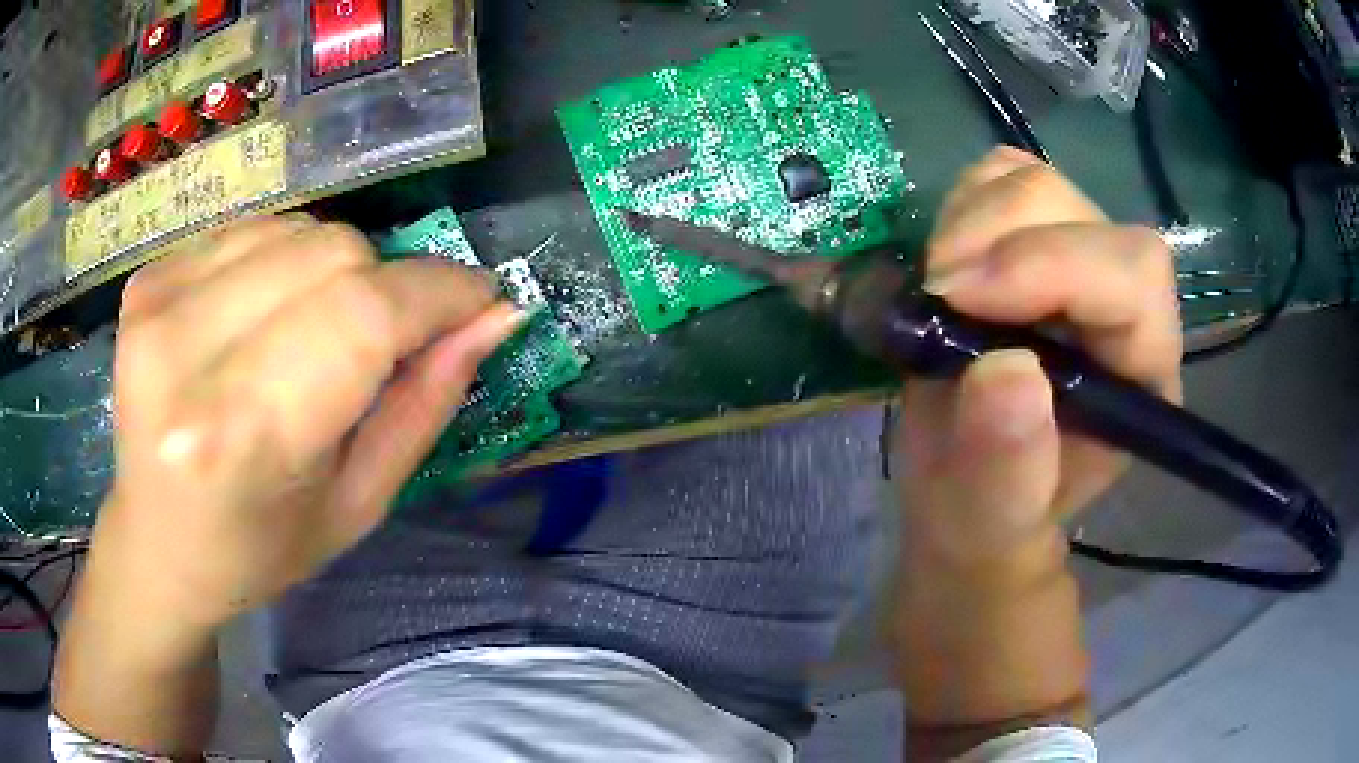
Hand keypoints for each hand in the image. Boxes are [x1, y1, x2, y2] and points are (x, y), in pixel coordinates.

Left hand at [92, 215, 523, 629]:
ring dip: (331, 270)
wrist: (157, 543)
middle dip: (385, 285)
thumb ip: (425, 403)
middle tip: (380, 342)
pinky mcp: (147, 279)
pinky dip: (282, 260)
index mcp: (242, 437)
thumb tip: (493, 315)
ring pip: (297, 228)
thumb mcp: (358, 504)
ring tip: (310, 334)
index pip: (362, 317)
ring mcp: (157, 303)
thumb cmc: (260, 548)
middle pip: (333, 253)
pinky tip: (262, 316)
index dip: (439, 293)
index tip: (480, 300)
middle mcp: (186, 353)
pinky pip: (252, 229)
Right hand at [894, 147, 1183, 566]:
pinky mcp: (1033, 236)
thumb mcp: (990, 517)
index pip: (1133, 277)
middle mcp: (1123, 303)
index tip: (957, 297)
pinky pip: (1000, 177)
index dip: (1053, 264)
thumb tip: (1006, 370)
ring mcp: (1077, 259)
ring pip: (1036, 182)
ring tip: (936, 288)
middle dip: (997, 234)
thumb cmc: (988, 512)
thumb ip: (1007, 469)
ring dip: (971, 219)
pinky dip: (961, 204)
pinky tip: (946, 262)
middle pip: (1080, 212)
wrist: (968, 487)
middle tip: (936, 293)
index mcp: (1141, 373)